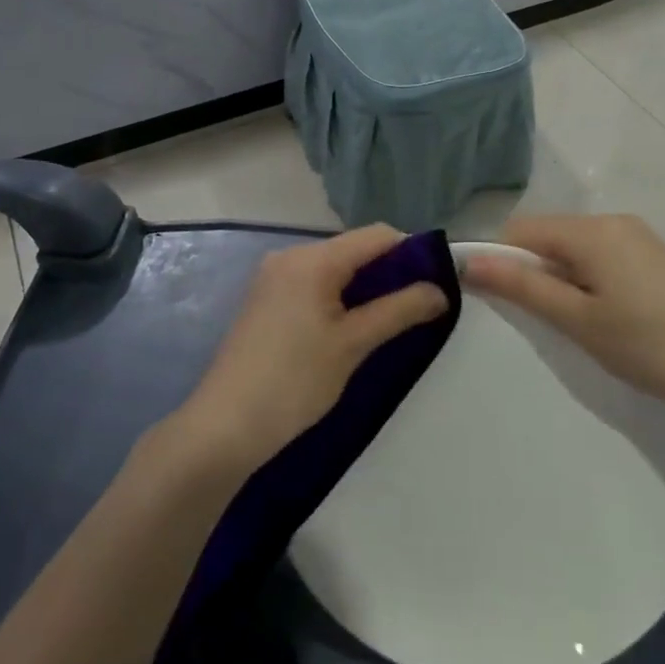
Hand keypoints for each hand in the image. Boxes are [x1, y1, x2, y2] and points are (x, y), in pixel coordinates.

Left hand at [174, 225, 449, 475]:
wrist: (224, 427)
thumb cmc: (294, 382)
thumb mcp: (353, 345)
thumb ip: (399, 311)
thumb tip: (440, 290)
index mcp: (312, 259)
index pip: (376, 236)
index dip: (412, 252)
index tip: (436, 283)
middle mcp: (290, 256)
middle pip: (354, 249)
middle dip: (389, 272)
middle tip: (417, 308)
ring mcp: (273, 277)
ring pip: (335, 268)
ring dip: (365, 287)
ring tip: (389, 321)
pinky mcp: (265, 300)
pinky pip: (314, 284)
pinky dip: (339, 297)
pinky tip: (351, 327)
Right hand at [459, 214, 664, 420]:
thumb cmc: (650, 346)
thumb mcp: (578, 320)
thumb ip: (522, 286)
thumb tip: (468, 262)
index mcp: (592, 229)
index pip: (521, 229)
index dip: (499, 259)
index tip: (493, 301)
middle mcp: (613, 221)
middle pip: (548, 236)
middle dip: (531, 271)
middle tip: (538, 321)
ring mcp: (637, 238)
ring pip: (573, 249)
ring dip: (558, 279)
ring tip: (571, 324)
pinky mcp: (653, 258)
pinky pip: (599, 257)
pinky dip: (585, 280)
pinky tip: (601, 317)